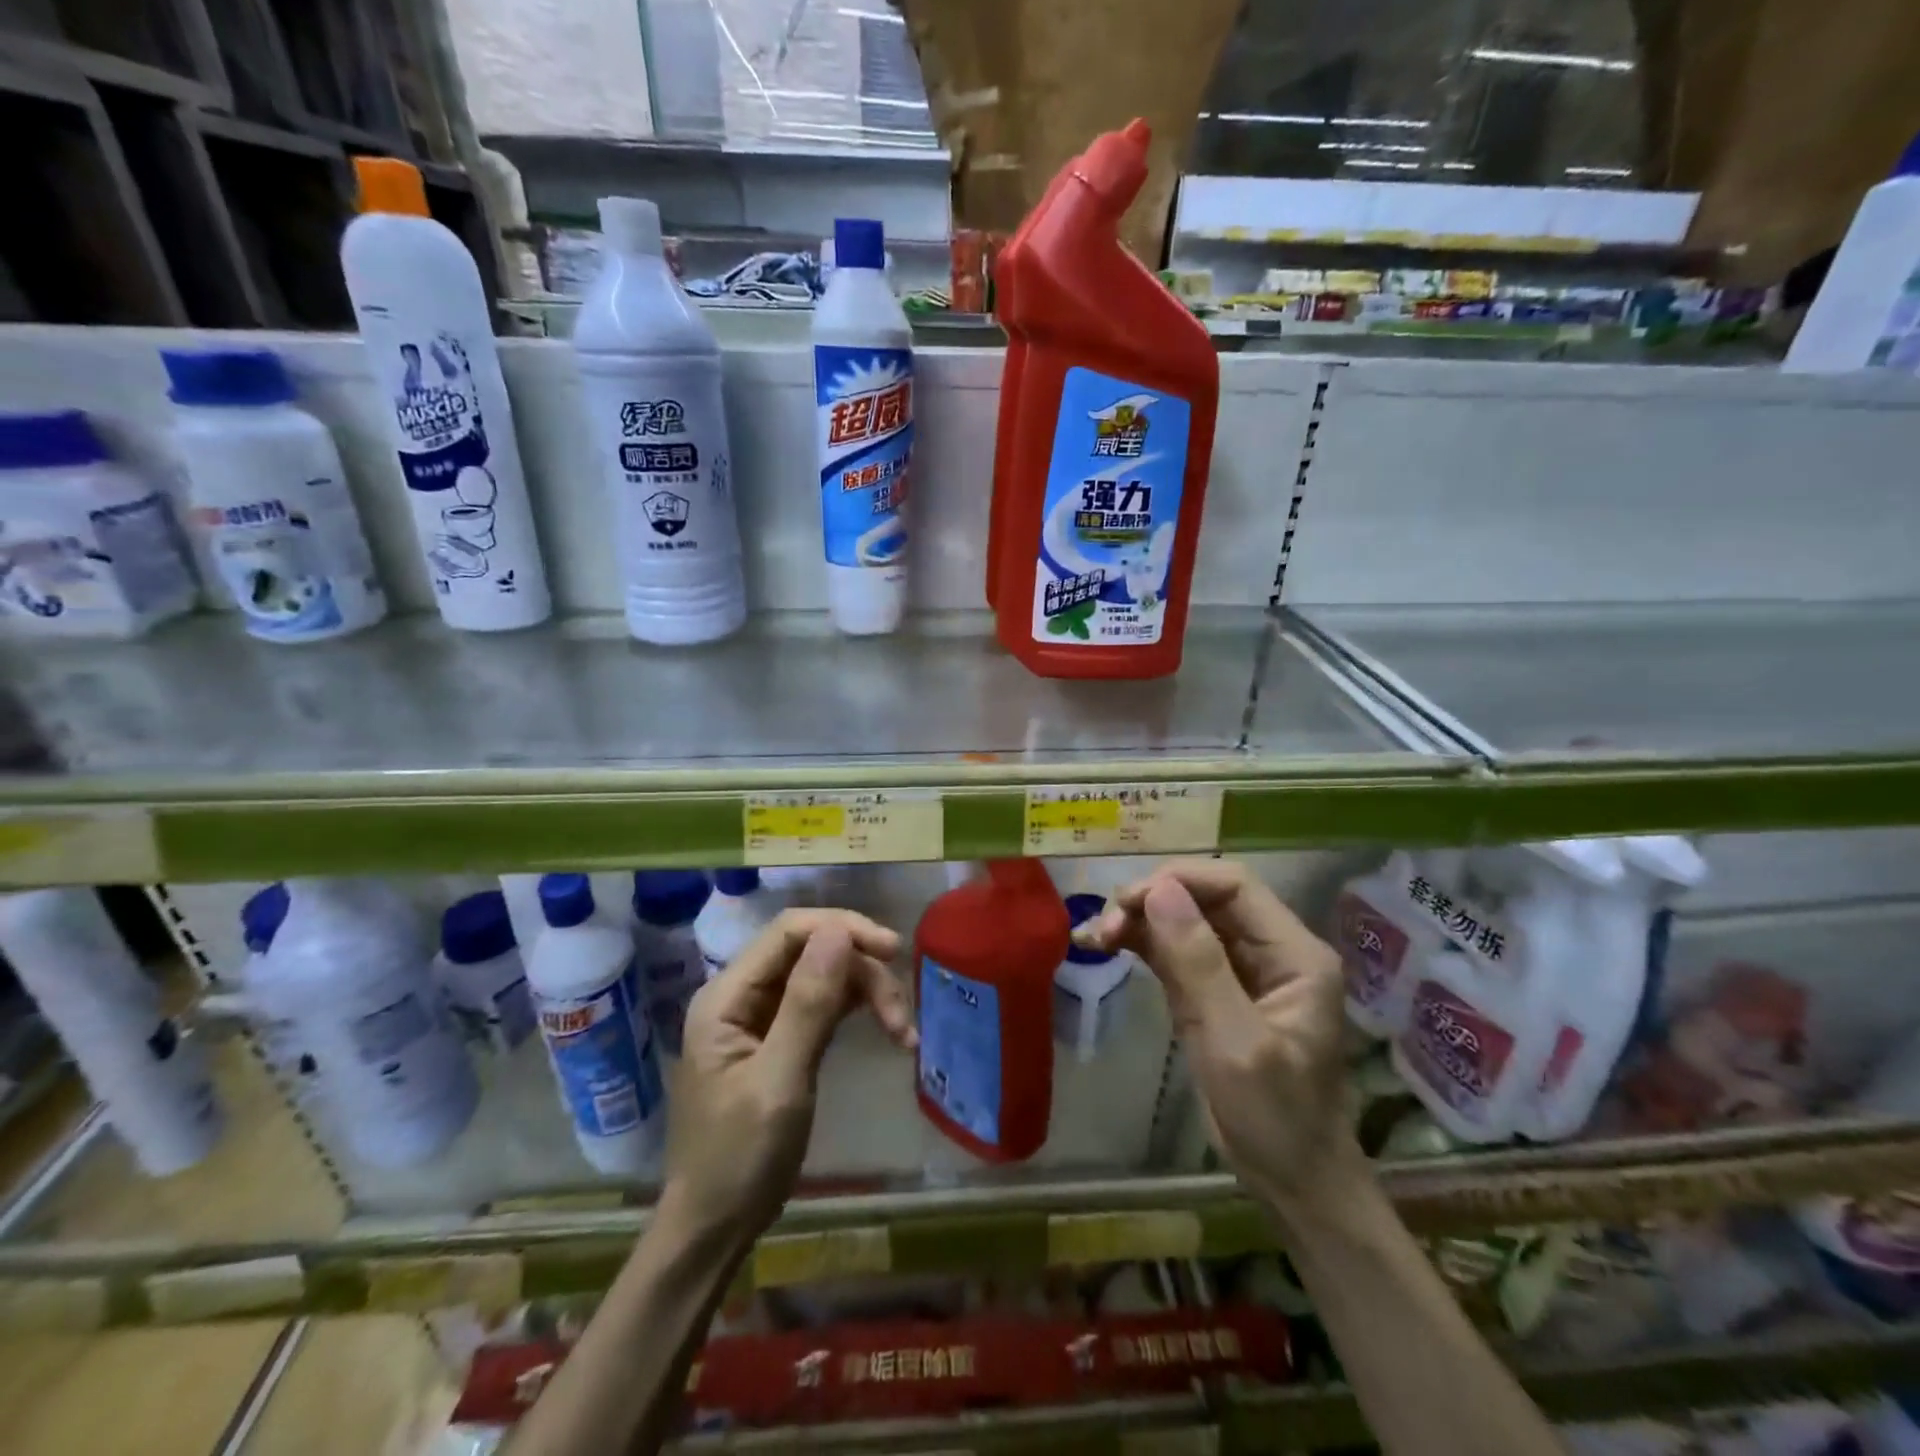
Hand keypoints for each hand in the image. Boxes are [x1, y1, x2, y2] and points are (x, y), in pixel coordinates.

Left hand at [669, 909, 914, 1240]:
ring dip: (867, 994)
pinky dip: (859, 1012)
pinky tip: (890, 1032)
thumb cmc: (739, 1159)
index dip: (843, 929)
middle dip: (862, 972)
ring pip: (825, 976)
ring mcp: (762, 1015)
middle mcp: (742, 994)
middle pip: (812, 951)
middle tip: (902, 1017)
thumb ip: (808, 1003)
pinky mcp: (782, 1037)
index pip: (790, 931)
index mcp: (727, 995)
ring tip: (903, 1033)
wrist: (715, 1229)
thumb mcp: (779, 1080)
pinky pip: (825, 1004)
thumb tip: (839, 931)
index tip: (893, 950)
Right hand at [1084, 859, 1359, 1208]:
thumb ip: (1198, 963)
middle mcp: (1269, 949)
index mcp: (1293, 953)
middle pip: (1204, 897)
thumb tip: (1158, 890)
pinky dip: (1139, 944)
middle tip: (1104, 927)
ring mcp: (1239, 968)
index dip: (1178, 880)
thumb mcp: (1235, 1041)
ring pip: (1183, 920)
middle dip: (1151, 901)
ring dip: (1138, 920)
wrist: (1291, 1182)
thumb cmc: (1275, 1117)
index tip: (1127, 902)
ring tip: (1093, 936)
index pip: (1233, 885)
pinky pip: (1173, 950)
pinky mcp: (1212, 988)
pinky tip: (1104, 945)